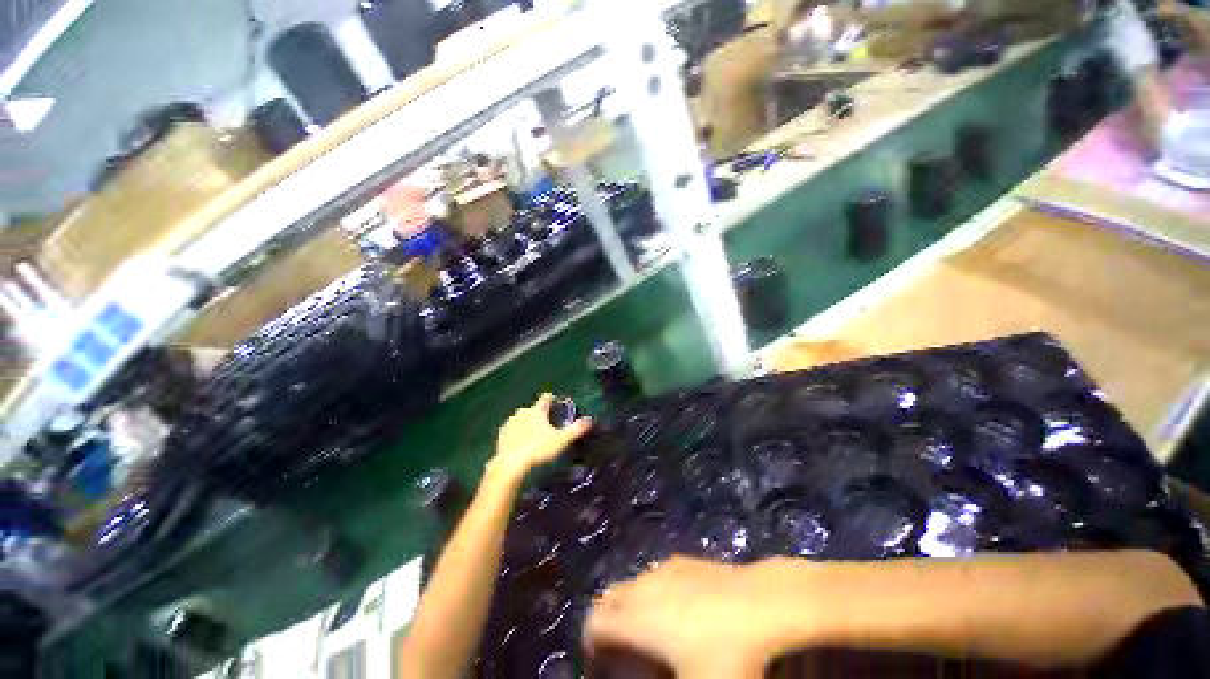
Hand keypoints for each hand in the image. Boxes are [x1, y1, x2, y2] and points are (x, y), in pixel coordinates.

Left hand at [488, 393, 591, 484]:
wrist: (510, 464)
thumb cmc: (538, 449)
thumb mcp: (561, 440)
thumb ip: (576, 429)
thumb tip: (589, 420)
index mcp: (537, 411)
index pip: (545, 398)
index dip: (551, 399)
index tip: (555, 403)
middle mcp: (522, 412)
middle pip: (533, 409)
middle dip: (539, 414)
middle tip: (546, 425)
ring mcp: (510, 423)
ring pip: (521, 419)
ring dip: (526, 424)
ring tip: (533, 435)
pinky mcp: (501, 435)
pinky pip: (511, 430)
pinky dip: (516, 433)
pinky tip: (519, 443)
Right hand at [584, 557, 789, 677]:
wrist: (765, 603)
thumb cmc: (729, 656)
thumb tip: (656, 676)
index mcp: (638, 618)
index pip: (594, 624)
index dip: (590, 648)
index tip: (602, 669)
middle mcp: (644, 587)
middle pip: (608, 599)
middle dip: (606, 623)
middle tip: (620, 652)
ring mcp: (665, 569)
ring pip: (632, 584)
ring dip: (629, 606)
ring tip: (647, 633)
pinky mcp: (686, 561)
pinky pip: (655, 575)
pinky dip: (651, 592)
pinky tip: (675, 610)